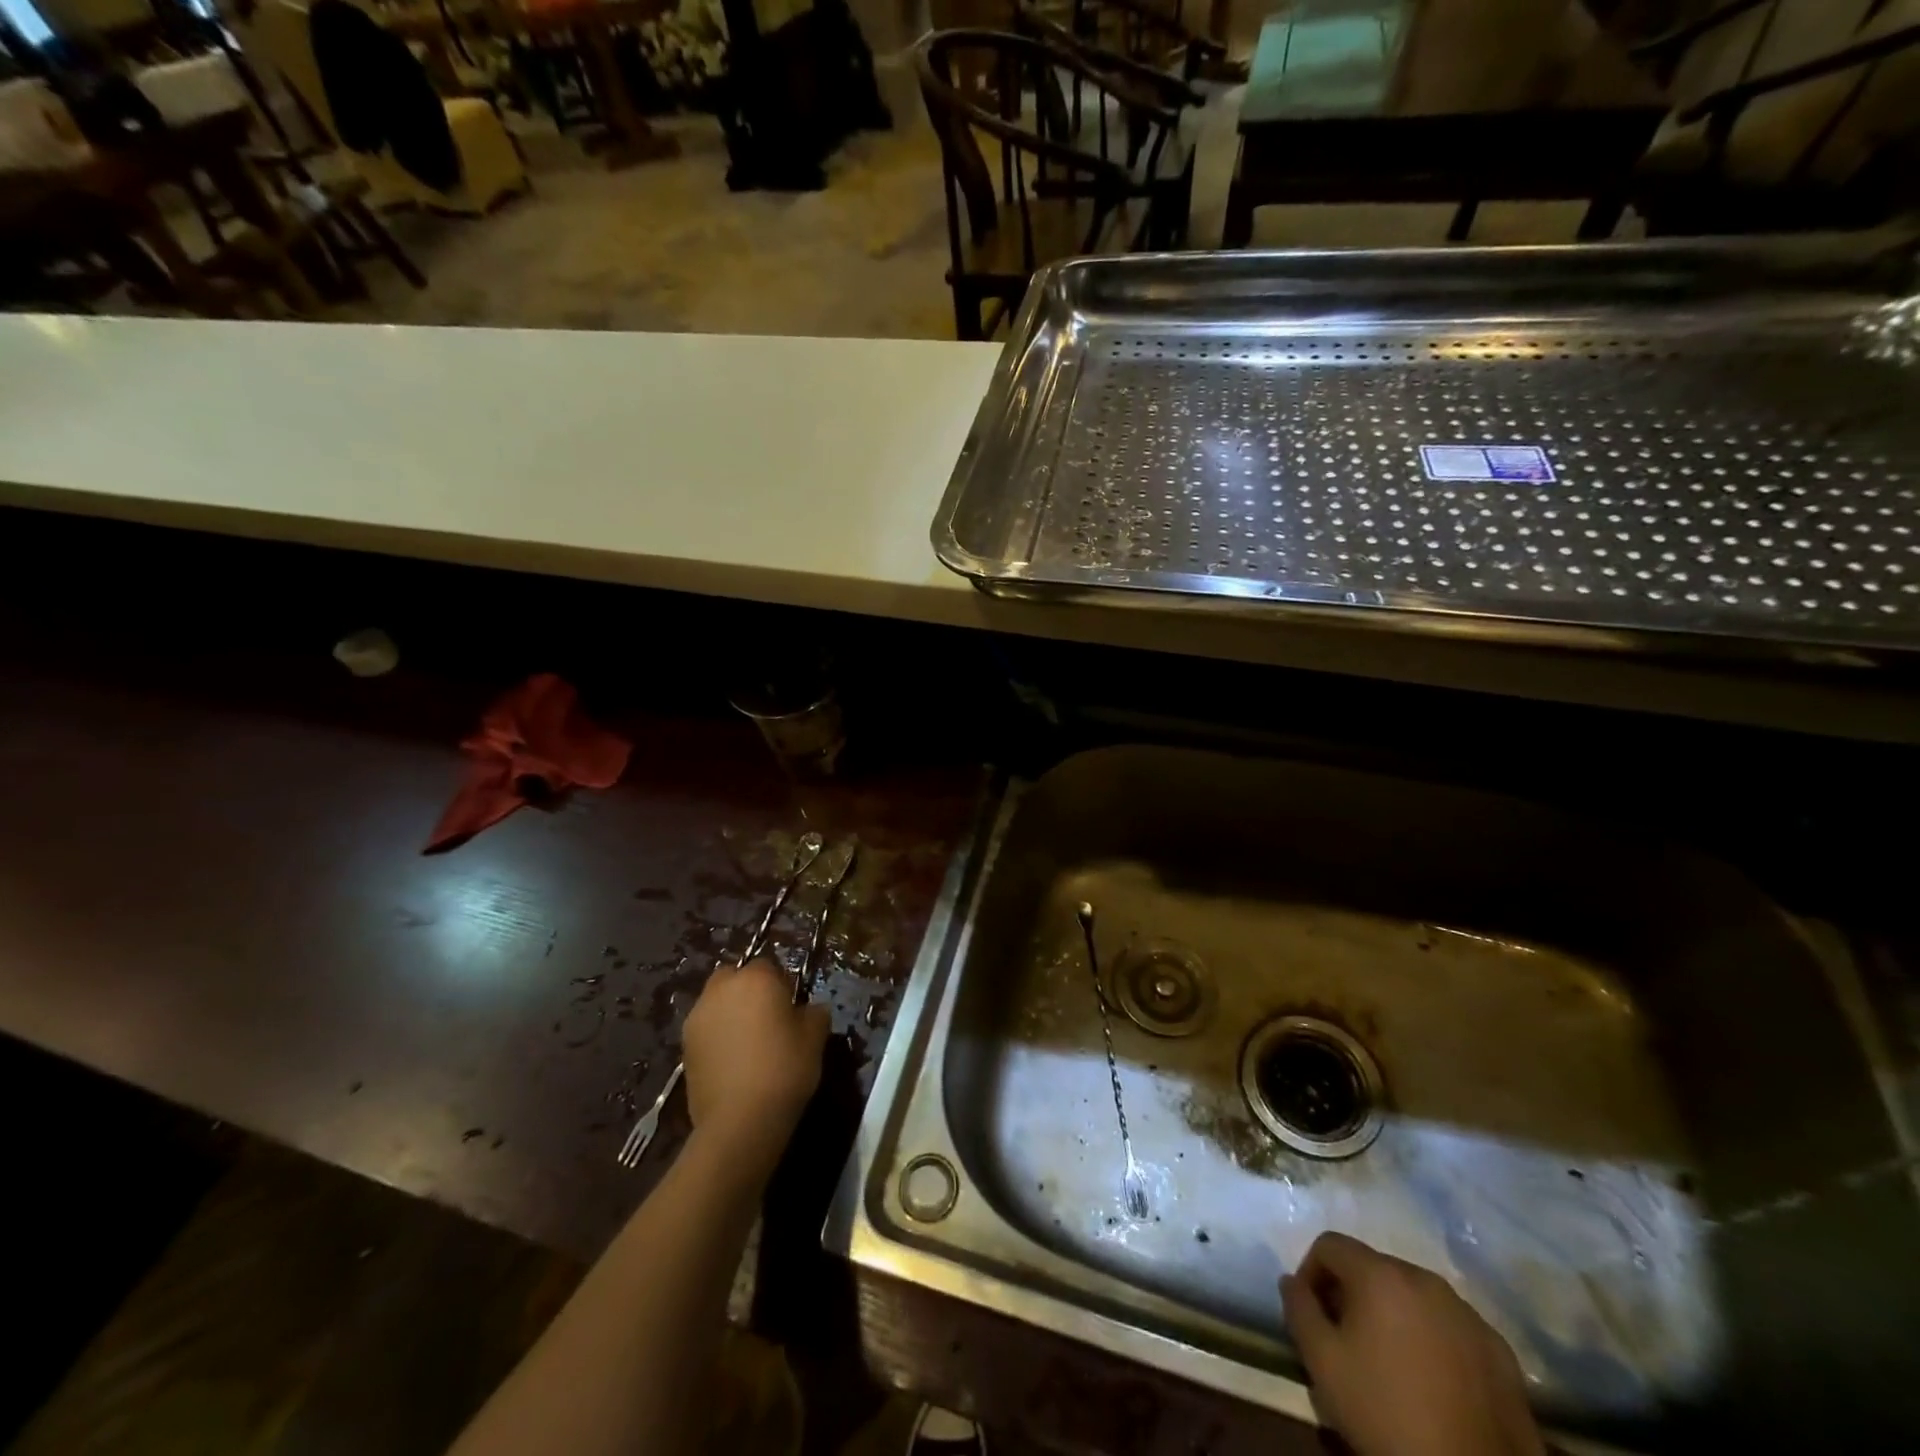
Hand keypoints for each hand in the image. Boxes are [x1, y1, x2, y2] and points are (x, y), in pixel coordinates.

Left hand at [682, 958, 829, 1166]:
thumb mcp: (815, 1038)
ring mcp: (698, 1017)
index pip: (769, 966)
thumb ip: (814, 1013)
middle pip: (735, 977)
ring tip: (748, 1042)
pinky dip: (717, 1036)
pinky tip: (732, 1061)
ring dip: (730, 1012)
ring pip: (717, 1002)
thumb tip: (809, 1009)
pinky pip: (706, 1029)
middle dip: (748, 990)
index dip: (781, 984)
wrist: (739, 1120)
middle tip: (767, 1018)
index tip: (791, 1007)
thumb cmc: (784, 1069)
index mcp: (755, 978)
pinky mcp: (685, 1046)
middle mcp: (721, 989)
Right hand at [1281, 1232, 1543, 1455]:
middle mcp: (1425, 1278)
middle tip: (1346, 1339)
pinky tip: (1432, 1382)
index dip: (1310, 1272)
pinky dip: (1433, 1339)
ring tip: (1389, 1361)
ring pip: (1414, 1296)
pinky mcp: (1501, 1351)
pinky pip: (1451, 1326)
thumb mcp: (1322, 1362)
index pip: (1330, 1245)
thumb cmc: (1387, 1414)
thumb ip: (1299, 1309)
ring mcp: (1469, 1314)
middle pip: (1373, 1268)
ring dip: (1393, 1314)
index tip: (1311, 1313)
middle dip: (1352, 1294)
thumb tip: (1291, 1281)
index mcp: (1380, 1274)